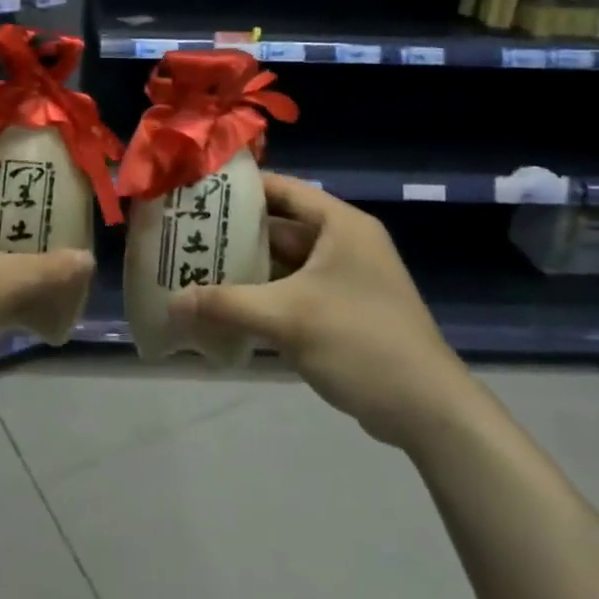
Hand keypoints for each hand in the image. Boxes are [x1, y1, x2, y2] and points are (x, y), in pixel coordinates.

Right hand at [170, 174, 475, 448]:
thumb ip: (226, 304)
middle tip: (186, 236)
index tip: (197, 193)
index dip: (240, 189)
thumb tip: (170, 303)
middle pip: (280, 227)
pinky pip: (295, 291)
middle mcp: (344, 243)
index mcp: (341, 225)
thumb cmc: (360, 342)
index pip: (283, 189)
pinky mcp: (343, 310)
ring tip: (196, 269)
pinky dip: (264, 295)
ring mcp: (345, 279)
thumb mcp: (288, 318)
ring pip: (285, 263)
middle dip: (235, 234)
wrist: (427, 410)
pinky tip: (227, 307)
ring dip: (247, 268)